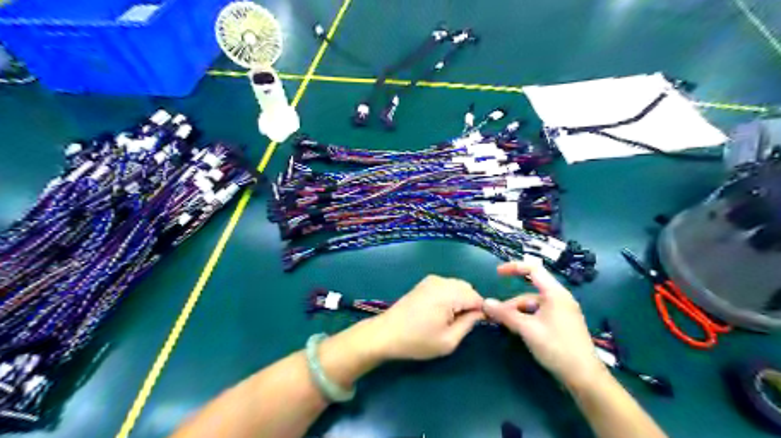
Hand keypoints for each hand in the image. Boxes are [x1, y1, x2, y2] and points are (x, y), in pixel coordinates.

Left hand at [370, 275, 486, 360]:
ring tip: (449, 319)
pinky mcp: (424, 282)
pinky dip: (450, 295)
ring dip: (461, 299)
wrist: (386, 333)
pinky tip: (440, 311)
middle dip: (471, 304)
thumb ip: (469, 323)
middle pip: (468, 288)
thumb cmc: (417, 340)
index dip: (483, 311)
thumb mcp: (448, 340)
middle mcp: (441, 281)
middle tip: (461, 324)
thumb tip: (481, 313)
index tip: (481, 325)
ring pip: (458, 286)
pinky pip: (447, 285)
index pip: (477, 297)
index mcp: (448, 294)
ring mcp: (431, 280)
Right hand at [482, 260, 603, 386]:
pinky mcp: (561, 324)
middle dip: (511, 303)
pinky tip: (518, 331)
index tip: (497, 272)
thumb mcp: (528, 329)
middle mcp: (559, 299)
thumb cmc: (557, 347)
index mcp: (555, 294)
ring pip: (533, 306)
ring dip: (517, 313)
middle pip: (529, 293)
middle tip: (494, 315)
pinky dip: (526, 319)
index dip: (514, 267)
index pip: (533, 269)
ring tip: (504, 326)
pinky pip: (539, 315)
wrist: (584, 377)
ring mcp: (561, 312)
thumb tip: (485, 303)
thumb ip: (505, 315)